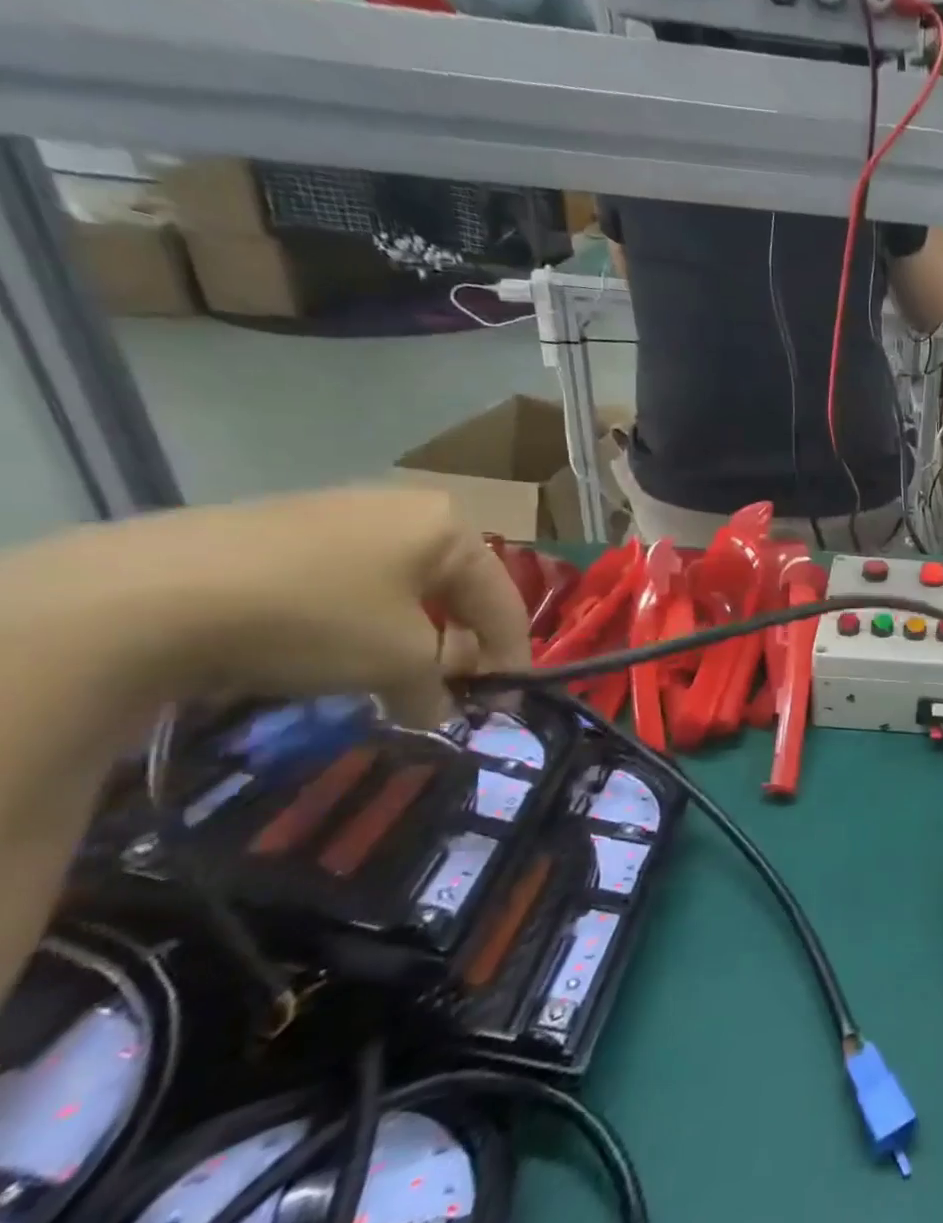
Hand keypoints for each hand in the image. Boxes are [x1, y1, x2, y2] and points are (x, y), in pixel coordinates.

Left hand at [47, 487, 531, 725]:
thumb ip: (438, 689)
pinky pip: (347, 583)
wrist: (151, 594)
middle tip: (450, 692)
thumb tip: (440, 713)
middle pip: (452, 590)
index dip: (511, 657)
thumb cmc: (319, 617)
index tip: (509, 702)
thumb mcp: (399, 663)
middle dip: (457, 646)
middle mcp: (402, 509)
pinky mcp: (279, 532)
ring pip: (399, 587)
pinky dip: (358, 623)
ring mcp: (336, 514)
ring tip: (392, 680)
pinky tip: (334, 655)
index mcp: (449, 526)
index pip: (502, 600)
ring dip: (408, 637)